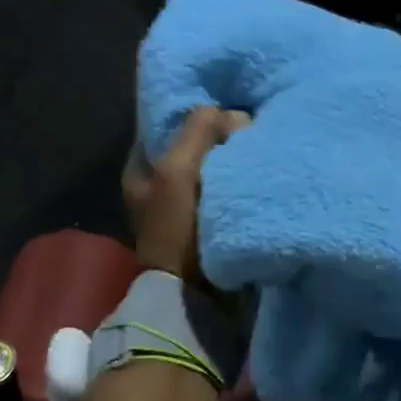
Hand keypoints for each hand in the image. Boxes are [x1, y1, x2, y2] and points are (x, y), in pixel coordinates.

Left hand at [123, 106, 248, 283]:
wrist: (196, 295)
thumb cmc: (177, 229)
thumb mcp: (178, 170)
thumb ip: (199, 131)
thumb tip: (233, 115)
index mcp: (141, 169)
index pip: (166, 124)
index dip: (193, 112)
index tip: (224, 106)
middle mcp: (160, 185)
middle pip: (194, 145)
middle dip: (219, 135)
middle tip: (246, 126)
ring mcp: (186, 206)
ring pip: (214, 166)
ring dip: (234, 158)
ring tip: (258, 144)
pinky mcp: (211, 222)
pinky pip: (229, 188)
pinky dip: (242, 179)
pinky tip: (259, 170)